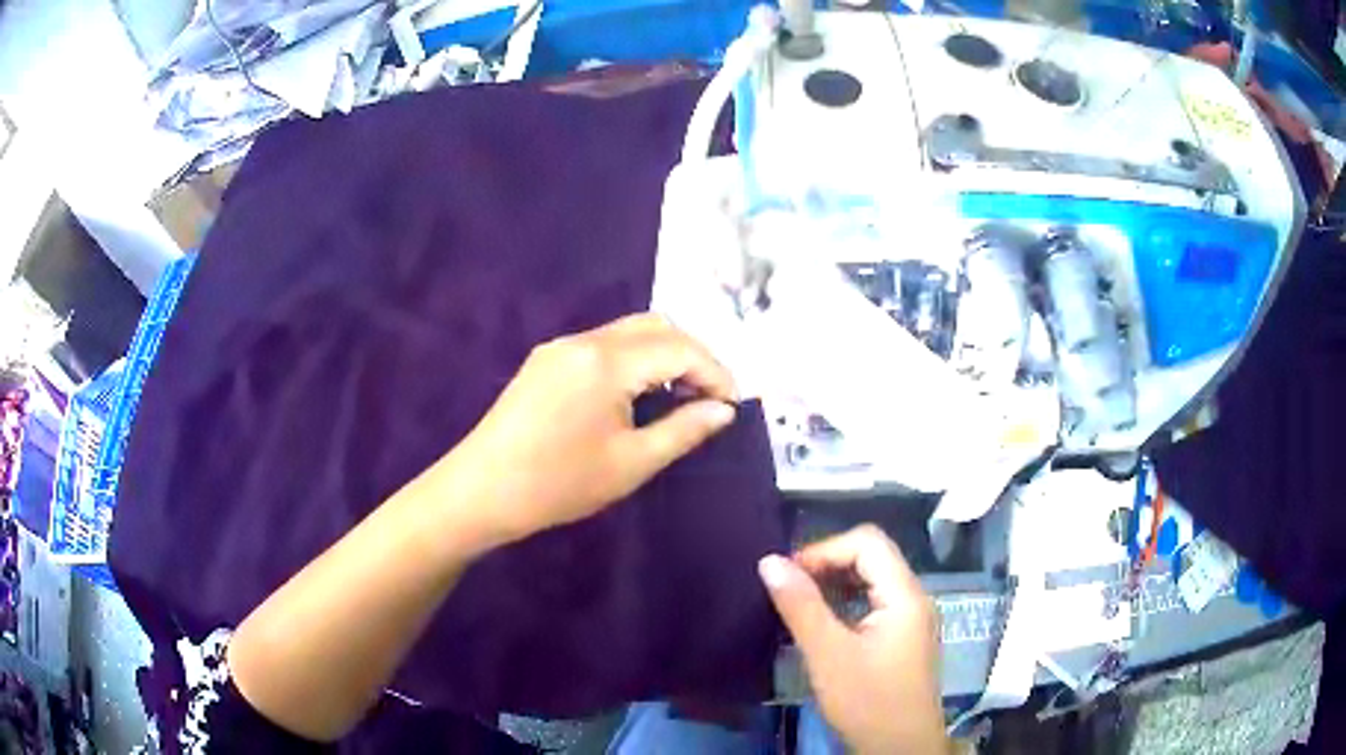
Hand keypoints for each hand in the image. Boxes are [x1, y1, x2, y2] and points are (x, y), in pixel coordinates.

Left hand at [455, 313, 737, 544]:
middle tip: (710, 398)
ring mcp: (560, 347)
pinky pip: (604, 346)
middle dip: (692, 356)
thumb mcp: (631, 463)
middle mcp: (584, 339)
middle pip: (656, 326)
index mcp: (606, 361)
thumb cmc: (559, 484)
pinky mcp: (546, 361)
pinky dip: (634, 361)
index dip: (716, 372)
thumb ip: (684, 430)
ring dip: (663, 356)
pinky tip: (639, 396)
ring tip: (681, 398)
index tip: (733, 406)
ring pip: (629, 332)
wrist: (480, 491)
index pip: (679, 347)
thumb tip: (725, 411)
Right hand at [759, 525, 947, 754]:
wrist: (900, 748)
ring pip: (872, 580)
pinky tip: (822, 624)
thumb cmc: (867, 701)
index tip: (788, 574)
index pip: (868, 543)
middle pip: (872, 557)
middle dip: (828, 564)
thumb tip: (769, 561)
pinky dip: (846, 604)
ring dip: (835, 584)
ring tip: (799, 604)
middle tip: (788, 588)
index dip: (825, 549)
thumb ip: (801, 606)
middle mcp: (914, 598)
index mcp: (905, 595)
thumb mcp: (828, 655)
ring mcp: (911, 619)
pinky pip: (874, 604)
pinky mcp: (903, 638)